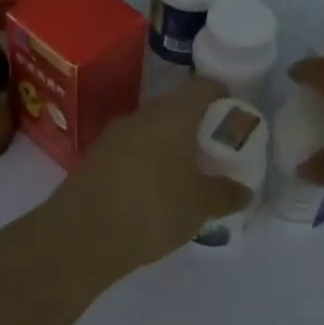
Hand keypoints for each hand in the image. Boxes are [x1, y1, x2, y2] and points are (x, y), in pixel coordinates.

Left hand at [48, 75, 251, 274]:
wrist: (79, 237)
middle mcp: (140, 116)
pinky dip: (146, 164)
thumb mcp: (199, 206)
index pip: (201, 87)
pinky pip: (129, 152)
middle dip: (195, 127)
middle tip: (213, 152)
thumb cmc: (152, 209)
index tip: (233, 114)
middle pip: (174, 109)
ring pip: (150, 132)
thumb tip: (244, 190)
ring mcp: (112, 137)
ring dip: (168, 147)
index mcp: (171, 115)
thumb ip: (225, 194)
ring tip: (186, 176)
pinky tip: (153, 193)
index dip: (221, 95)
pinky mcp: (93, 160)